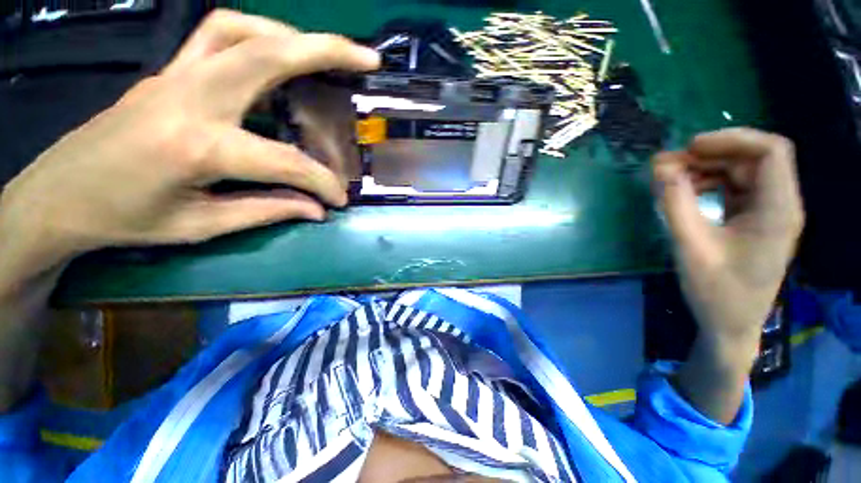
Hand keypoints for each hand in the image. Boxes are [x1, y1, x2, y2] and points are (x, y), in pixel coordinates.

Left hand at [0, 10, 379, 275]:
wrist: (58, 197)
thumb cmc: (123, 220)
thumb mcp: (200, 226)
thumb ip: (266, 210)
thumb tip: (315, 209)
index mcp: (198, 147)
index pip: (285, 161)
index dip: (322, 183)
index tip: (339, 199)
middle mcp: (189, 97)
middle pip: (267, 54)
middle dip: (326, 51)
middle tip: (366, 59)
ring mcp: (174, 76)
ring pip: (240, 30)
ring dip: (290, 36)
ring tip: (323, 55)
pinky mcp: (168, 72)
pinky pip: (216, 35)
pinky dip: (255, 34)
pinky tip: (274, 54)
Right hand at [653, 128, 803, 422]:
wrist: (730, 325)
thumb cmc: (715, 291)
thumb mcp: (690, 246)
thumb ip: (675, 203)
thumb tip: (660, 166)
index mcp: (779, 211)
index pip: (771, 151)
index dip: (732, 139)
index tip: (689, 148)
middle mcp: (781, 205)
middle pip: (754, 158)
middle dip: (711, 154)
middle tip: (668, 164)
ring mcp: (768, 212)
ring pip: (742, 171)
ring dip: (707, 168)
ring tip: (670, 177)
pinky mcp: (754, 220)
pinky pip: (734, 188)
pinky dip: (709, 183)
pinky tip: (686, 191)